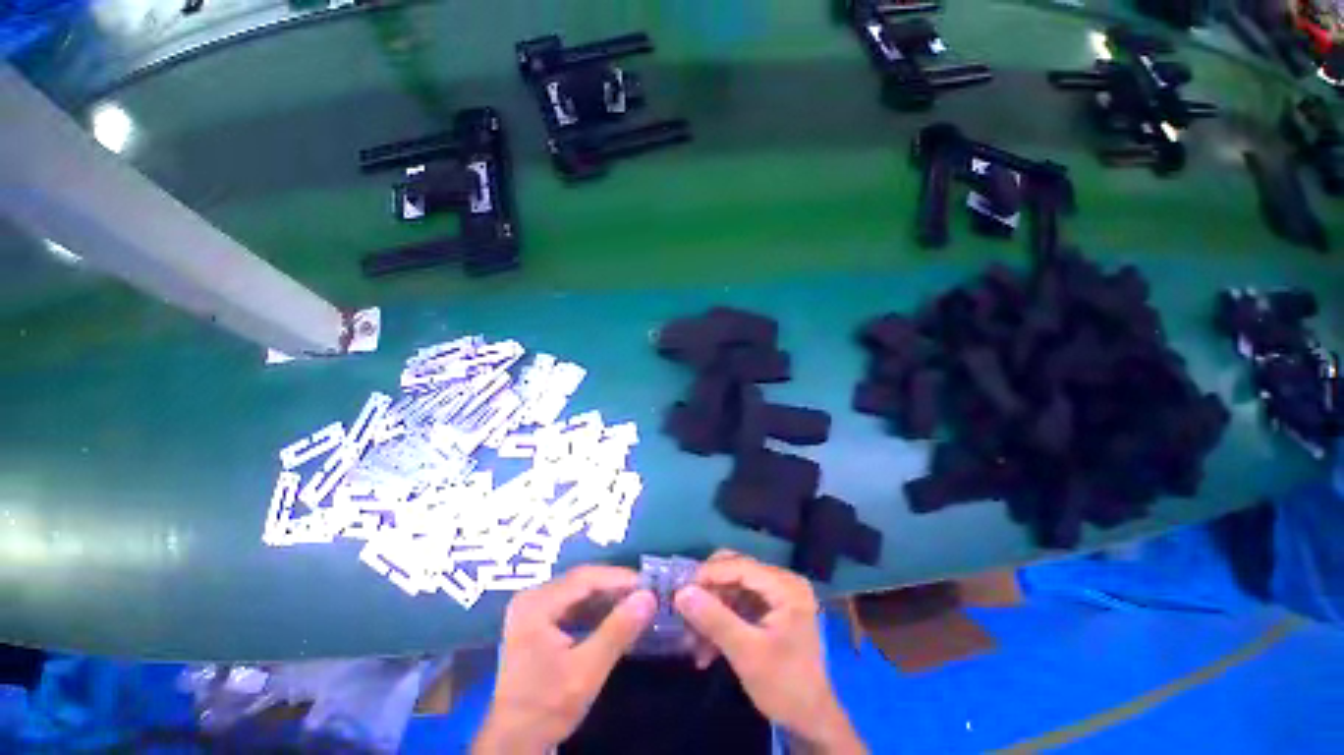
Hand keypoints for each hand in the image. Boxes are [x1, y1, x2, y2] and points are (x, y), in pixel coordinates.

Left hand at [472, 566, 656, 753]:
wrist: (513, 743)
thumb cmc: (547, 706)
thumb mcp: (587, 671)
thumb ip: (618, 630)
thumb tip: (649, 597)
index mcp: (537, 603)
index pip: (585, 578)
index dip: (619, 578)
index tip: (648, 584)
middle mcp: (532, 597)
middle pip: (581, 581)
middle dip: (614, 587)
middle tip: (645, 593)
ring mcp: (532, 608)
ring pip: (578, 592)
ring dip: (606, 597)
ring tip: (635, 603)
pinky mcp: (536, 621)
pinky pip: (571, 605)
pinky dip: (594, 609)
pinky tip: (613, 616)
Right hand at [674, 551, 865, 754]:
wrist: (812, 721)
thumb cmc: (785, 686)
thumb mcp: (746, 654)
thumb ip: (714, 620)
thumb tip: (681, 592)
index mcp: (786, 587)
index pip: (741, 566)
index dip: (709, 575)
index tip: (680, 591)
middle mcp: (783, 582)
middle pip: (736, 571)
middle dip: (709, 592)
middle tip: (685, 611)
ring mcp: (778, 594)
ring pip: (734, 588)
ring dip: (712, 610)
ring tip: (692, 639)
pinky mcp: (772, 609)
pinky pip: (739, 603)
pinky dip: (722, 620)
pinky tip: (706, 648)